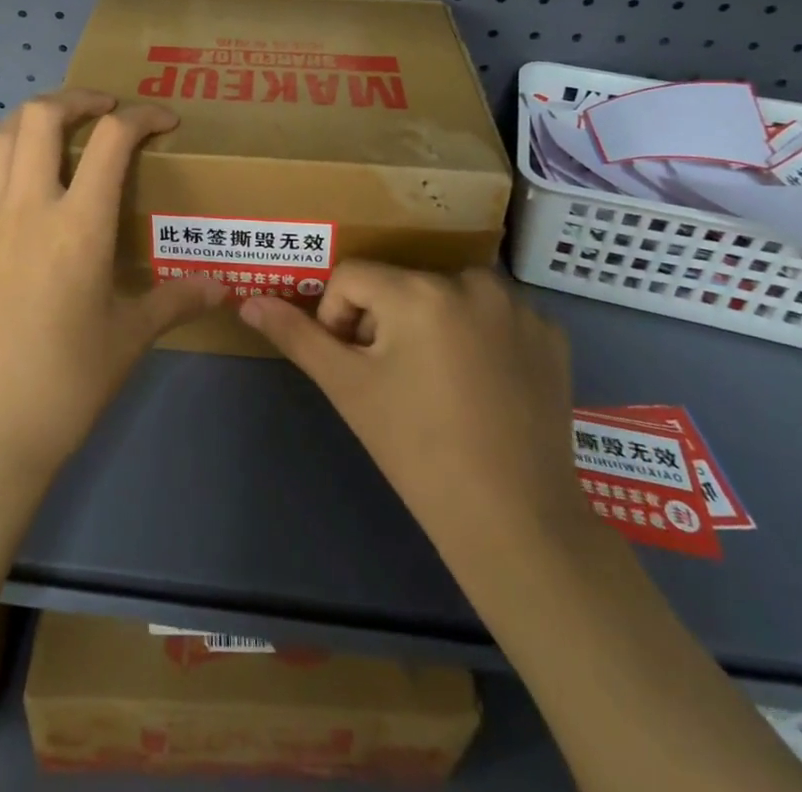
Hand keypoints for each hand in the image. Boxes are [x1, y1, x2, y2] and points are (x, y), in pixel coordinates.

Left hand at [0, 89, 225, 479]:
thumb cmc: (65, 385)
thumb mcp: (129, 339)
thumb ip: (176, 300)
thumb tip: (224, 287)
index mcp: (77, 227)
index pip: (112, 140)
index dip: (143, 117)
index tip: (166, 121)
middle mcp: (28, 209)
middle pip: (40, 116)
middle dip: (78, 98)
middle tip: (107, 109)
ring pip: (2, 138)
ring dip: (36, 119)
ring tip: (66, 132)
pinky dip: (14, 158)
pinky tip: (38, 195)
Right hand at [239, 264, 587, 559]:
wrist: (516, 522)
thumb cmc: (417, 450)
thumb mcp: (347, 388)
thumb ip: (296, 336)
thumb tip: (249, 301)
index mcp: (418, 290)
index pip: (351, 278)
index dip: (339, 320)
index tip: (357, 369)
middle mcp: (472, 281)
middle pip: (401, 285)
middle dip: (386, 324)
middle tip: (397, 382)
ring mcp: (520, 306)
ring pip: (447, 295)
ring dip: (432, 325)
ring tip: (440, 384)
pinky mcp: (552, 331)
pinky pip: (494, 316)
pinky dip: (480, 337)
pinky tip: (484, 385)